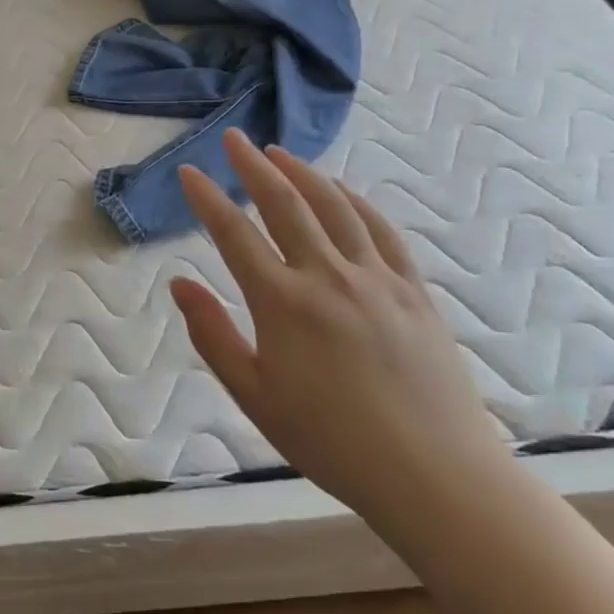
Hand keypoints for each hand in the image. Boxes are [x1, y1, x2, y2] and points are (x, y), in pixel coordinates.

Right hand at [170, 129, 507, 520]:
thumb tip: (179, 283)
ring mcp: (376, 279)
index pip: (234, 234)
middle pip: (285, 203)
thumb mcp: (254, 396)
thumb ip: (213, 334)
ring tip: (279, 152)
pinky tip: (341, 190)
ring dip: (303, 172)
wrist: (435, 476)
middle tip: (234, 138)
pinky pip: (380, 231)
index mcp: (282, 303)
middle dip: (253, 166)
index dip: (207, 199)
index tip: (189, 172)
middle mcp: (328, 276)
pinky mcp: (413, 290)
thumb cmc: (331, 442)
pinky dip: (355, 201)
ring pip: (335, 207)